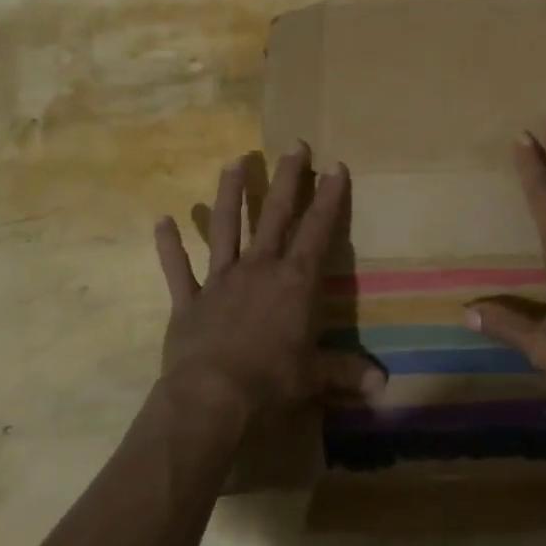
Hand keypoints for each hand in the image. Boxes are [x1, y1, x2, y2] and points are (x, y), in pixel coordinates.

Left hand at [154, 145, 384, 420]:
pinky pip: (177, 269)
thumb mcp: (315, 377)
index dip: (329, 198)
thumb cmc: (271, 382)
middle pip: (275, 215)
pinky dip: (168, 246)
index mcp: (294, 282)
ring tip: (233, 161)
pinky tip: (161, 220)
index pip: (317, 231)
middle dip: (287, 179)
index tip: (336, 165)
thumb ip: (347, 373)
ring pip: (225, 228)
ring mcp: (220, 281)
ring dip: (230, 194)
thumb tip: (385, 387)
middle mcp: (259, 270)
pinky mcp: (188, 301)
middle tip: (294, 145)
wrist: (211, 400)